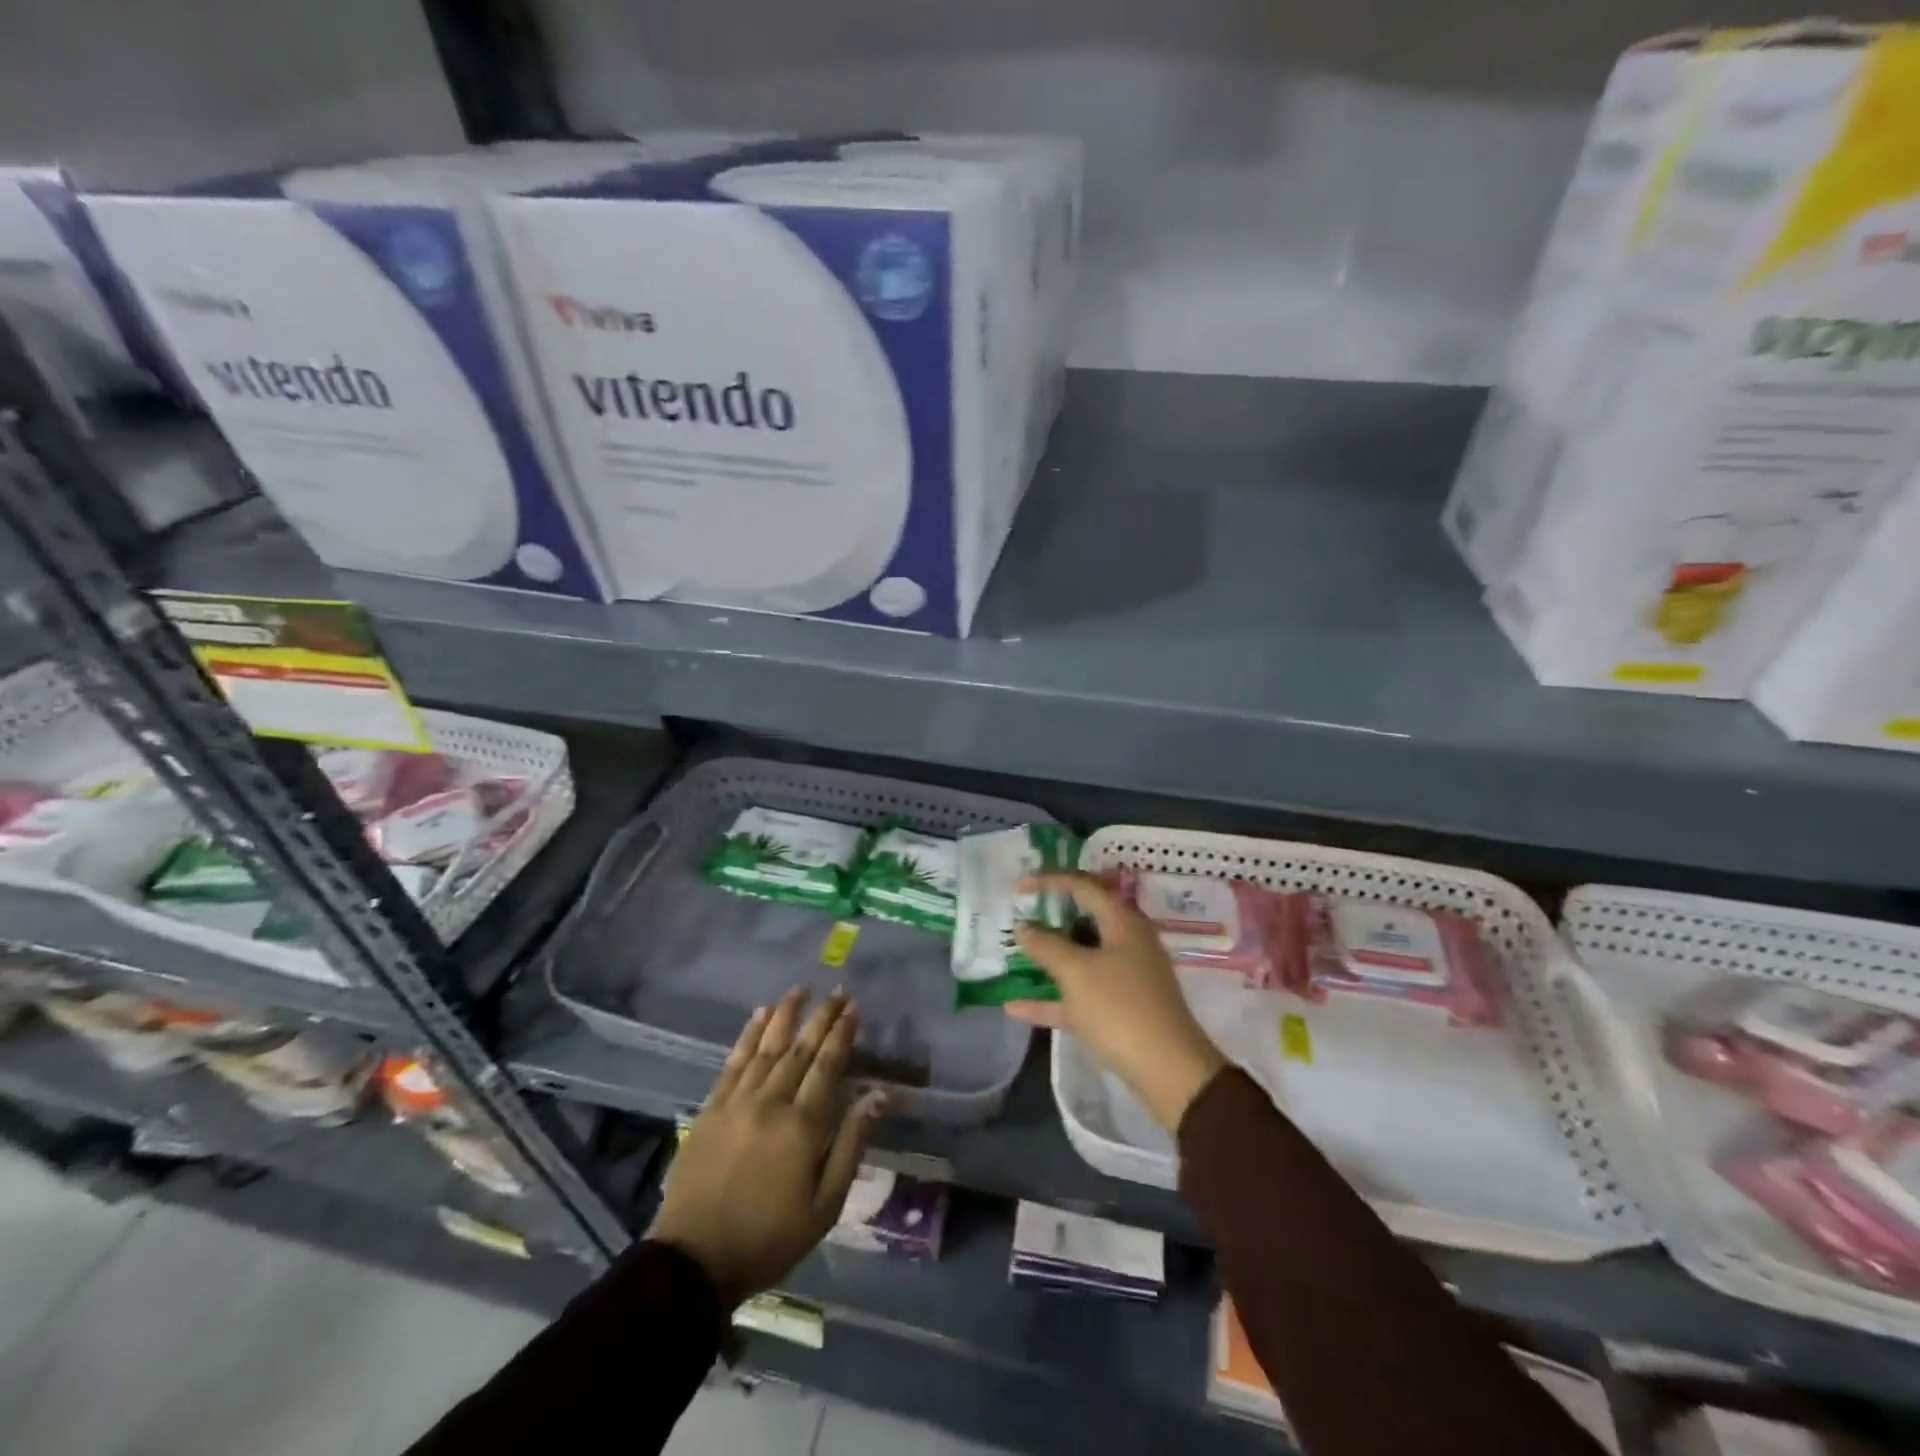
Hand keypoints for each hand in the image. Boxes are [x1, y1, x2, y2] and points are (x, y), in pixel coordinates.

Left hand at [648, 988, 885, 1307]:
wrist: (694, 1261)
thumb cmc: (769, 1238)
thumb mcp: (824, 1206)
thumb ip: (852, 1145)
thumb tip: (879, 1095)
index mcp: (802, 1126)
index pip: (827, 1066)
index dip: (842, 1035)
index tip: (854, 1008)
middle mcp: (771, 1103)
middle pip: (800, 1050)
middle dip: (821, 1017)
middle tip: (837, 992)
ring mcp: (736, 1102)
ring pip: (766, 1048)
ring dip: (785, 1015)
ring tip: (800, 990)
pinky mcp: (710, 1109)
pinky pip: (733, 1062)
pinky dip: (748, 1035)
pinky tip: (758, 1016)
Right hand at [1010, 871, 1227, 1131]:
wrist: (1169, 1072)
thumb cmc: (1121, 1008)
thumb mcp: (1077, 972)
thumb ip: (1046, 945)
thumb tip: (1024, 927)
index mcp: (1123, 922)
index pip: (1083, 885)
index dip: (1049, 880)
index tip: (1018, 886)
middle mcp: (1127, 943)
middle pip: (1084, 919)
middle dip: (1050, 917)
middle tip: (1019, 914)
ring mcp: (1125, 977)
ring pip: (1081, 957)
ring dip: (1048, 957)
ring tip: (1014, 954)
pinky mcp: (1120, 1010)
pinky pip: (1079, 995)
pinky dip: (1051, 998)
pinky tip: (1014, 1006)